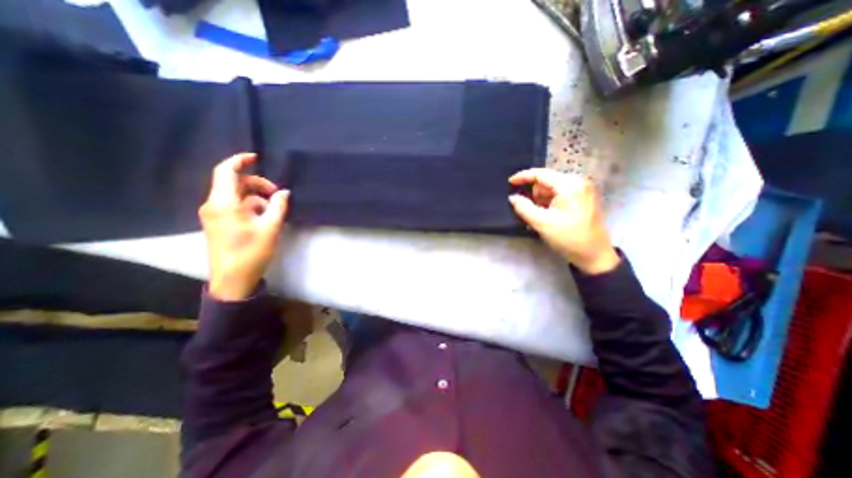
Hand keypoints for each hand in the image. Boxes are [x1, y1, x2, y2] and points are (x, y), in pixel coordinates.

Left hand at [198, 152, 288, 299]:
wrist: (232, 279)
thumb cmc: (252, 252)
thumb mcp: (270, 228)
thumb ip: (278, 206)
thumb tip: (284, 192)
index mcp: (224, 203)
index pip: (226, 171)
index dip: (240, 161)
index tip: (258, 158)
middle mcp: (214, 205)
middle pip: (234, 183)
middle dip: (257, 184)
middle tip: (278, 195)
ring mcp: (214, 215)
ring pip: (236, 195)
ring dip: (256, 197)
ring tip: (274, 211)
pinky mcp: (218, 223)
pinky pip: (234, 206)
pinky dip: (250, 206)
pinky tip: (264, 218)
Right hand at [504, 167, 619, 274]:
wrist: (594, 256)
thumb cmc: (568, 238)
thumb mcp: (542, 223)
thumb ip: (524, 208)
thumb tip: (512, 197)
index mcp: (570, 185)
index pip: (541, 174)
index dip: (523, 176)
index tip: (509, 182)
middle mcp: (578, 182)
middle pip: (547, 181)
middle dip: (534, 194)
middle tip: (527, 210)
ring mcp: (582, 190)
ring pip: (552, 189)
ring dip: (540, 200)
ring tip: (537, 217)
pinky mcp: (583, 199)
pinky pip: (560, 195)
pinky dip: (549, 203)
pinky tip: (546, 216)